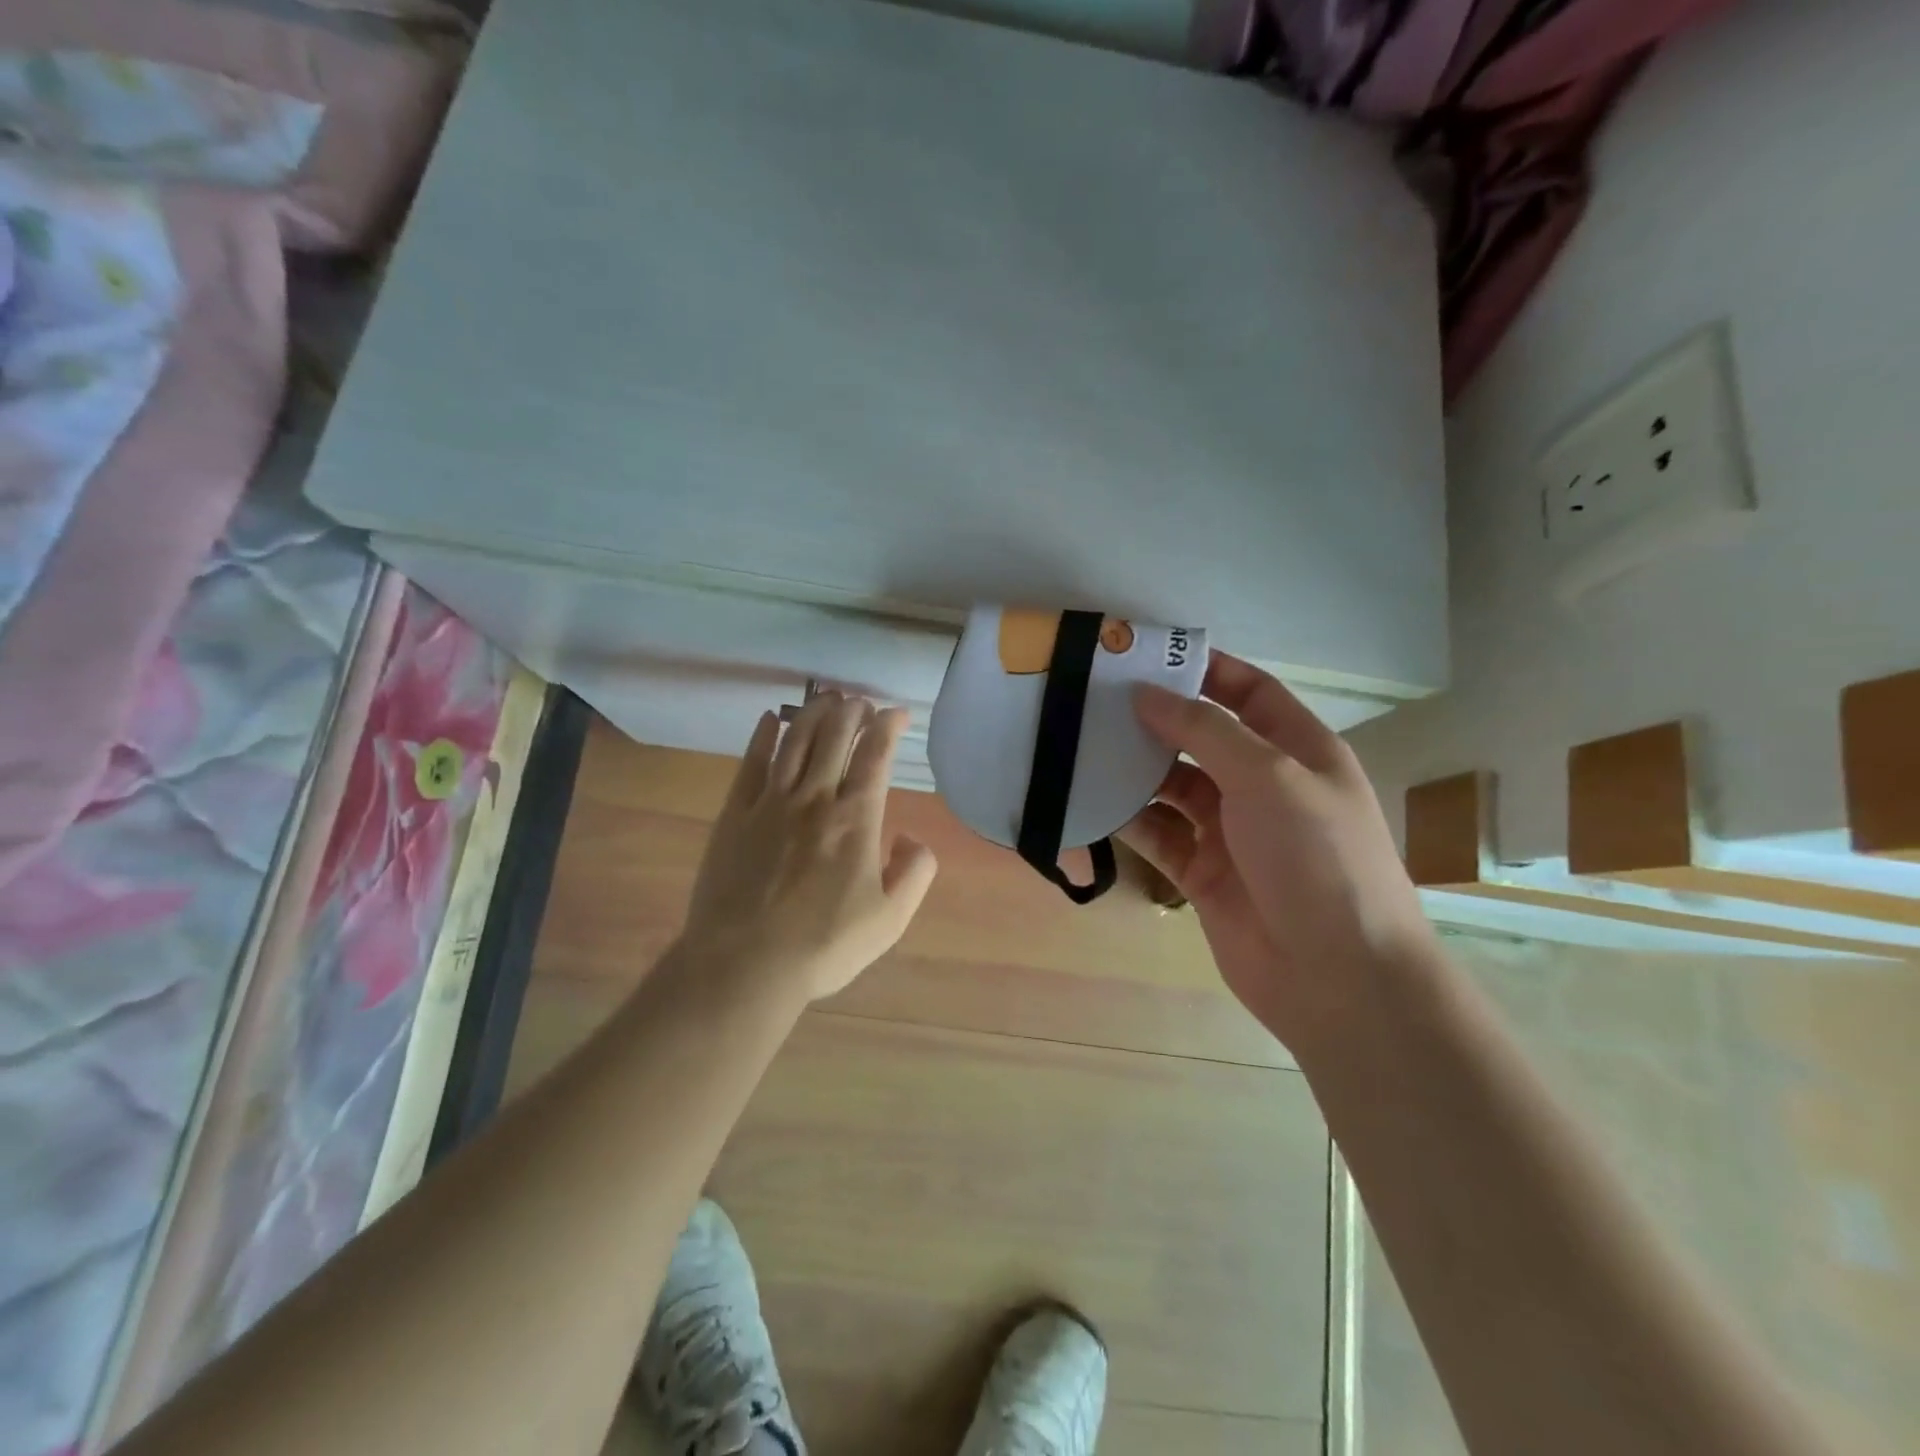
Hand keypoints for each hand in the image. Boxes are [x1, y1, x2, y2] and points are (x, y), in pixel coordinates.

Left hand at [680, 692, 938, 1002]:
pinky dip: (763, 736)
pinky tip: (771, 719)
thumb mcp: (890, 920)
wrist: (744, 965)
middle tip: (861, 702)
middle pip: (834, 737)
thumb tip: (913, 837)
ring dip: (814, 713)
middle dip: (852, 711)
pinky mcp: (734, 814)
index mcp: (855, 819)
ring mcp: (769, 803)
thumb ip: (915, 873)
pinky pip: (751, 763)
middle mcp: (814, 798)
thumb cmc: (823, 946)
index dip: (888, 727)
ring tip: (827, 697)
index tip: (897, 713)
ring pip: (795, 740)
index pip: (875, 756)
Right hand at [1117, 652, 1434, 1047]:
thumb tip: (1147, 693)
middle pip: (1201, 737)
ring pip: (1171, 786)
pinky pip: (1157, 833)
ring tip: (1081, 744)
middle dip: (1155, 718)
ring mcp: (1230, 831)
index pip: (1249, 692)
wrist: (1337, 976)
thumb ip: (1205, 729)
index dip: (1204, 670)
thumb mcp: (1268, 775)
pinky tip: (1090, 800)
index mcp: (1297, 750)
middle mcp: (1262, 785)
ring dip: (1134, 768)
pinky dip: (1127, 818)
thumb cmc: (1316, 857)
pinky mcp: (1201, 872)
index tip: (1147, 656)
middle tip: (1094, 698)